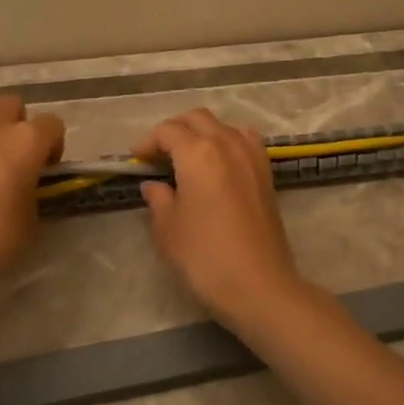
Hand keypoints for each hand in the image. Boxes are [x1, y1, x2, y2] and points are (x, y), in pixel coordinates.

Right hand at [134, 109, 307, 327]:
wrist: (259, 285)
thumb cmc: (205, 257)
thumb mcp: (168, 229)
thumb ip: (158, 199)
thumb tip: (154, 185)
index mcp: (198, 153)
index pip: (167, 131)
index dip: (148, 142)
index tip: (136, 160)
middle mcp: (227, 143)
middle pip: (196, 119)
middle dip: (174, 130)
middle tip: (158, 155)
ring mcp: (251, 156)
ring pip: (222, 126)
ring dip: (202, 133)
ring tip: (187, 158)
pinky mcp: (266, 173)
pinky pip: (244, 141)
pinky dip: (228, 142)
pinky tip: (219, 164)